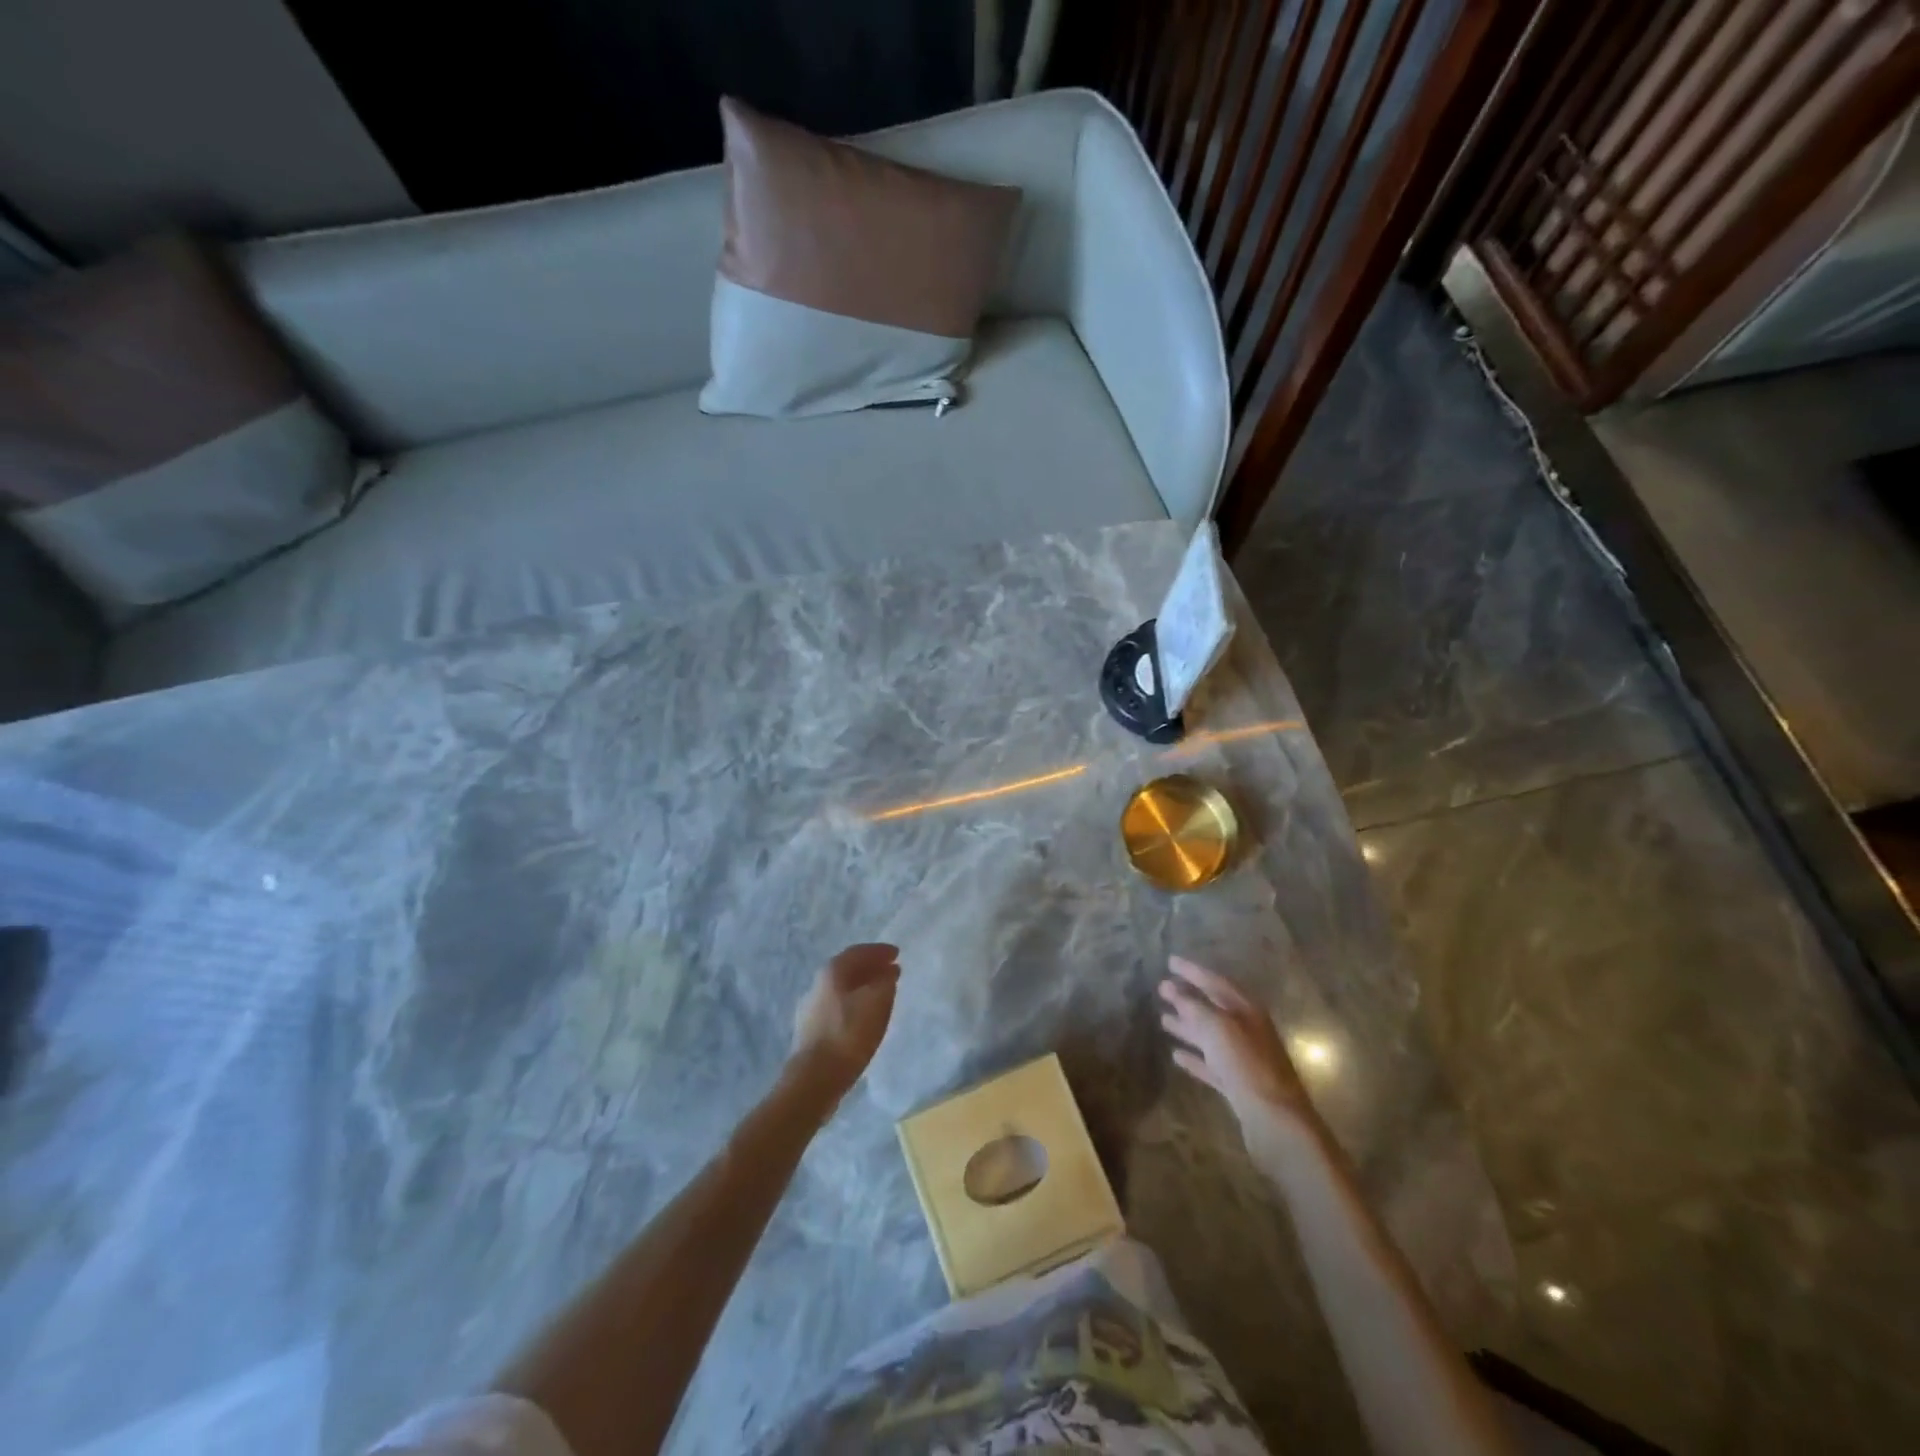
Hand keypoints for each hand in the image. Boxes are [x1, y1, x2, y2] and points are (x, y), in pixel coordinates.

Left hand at [790, 943, 899, 1096]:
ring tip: (882, 992)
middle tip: (891, 970)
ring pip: (842, 988)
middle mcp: (817, 985)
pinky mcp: (810, 1030)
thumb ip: (885, 982)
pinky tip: (864, 1016)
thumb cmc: (848, 1036)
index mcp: (832, 972)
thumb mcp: (876, 1003)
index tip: (897, 953)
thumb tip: (888, 972)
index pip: (858, 952)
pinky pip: (838, 1006)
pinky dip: (854, 1003)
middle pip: (848, 968)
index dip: (879, 951)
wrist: (813, 1080)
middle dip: (871, 967)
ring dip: (863, 986)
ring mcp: (811, 1008)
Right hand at [1159, 955, 1315, 1133]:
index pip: (1215, 982)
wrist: (1276, 1120)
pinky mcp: (1238, 1085)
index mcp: (1246, 1010)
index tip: (1170, 961)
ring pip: (1210, 1036)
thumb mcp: (1217, 1028)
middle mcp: (1247, 1030)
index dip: (1192, 971)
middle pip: (1213, 1008)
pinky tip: (1176, 1055)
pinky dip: (1195, 1058)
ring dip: (1188, 1026)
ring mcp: (1243, 1059)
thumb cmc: (1246, 1064)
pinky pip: (1212, 1064)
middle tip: (1162, 989)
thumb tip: (1174, 990)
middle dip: (1187, 998)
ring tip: (1163, 1019)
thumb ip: (1193, 1007)